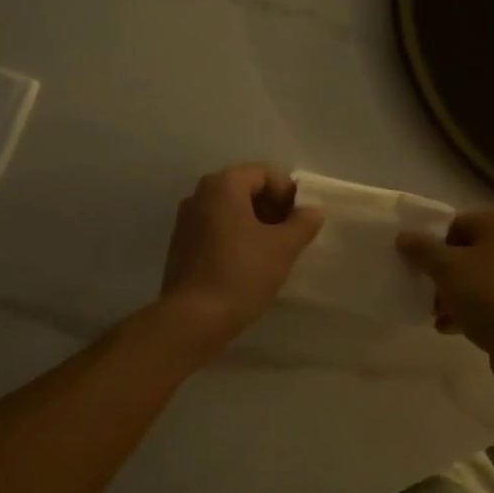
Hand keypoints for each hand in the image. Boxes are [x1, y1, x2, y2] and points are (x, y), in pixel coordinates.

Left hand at [160, 164, 322, 343]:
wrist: (194, 318)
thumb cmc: (242, 273)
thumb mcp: (283, 248)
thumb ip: (302, 223)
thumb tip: (313, 211)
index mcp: (223, 186)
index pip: (263, 174)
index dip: (287, 193)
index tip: (301, 219)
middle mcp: (200, 195)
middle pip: (244, 189)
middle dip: (271, 208)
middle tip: (291, 234)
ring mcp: (186, 220)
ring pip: (229, 211)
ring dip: (254, 223)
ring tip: (273, 251)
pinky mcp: (180, 245)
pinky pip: (215, 229)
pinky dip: (235, 237)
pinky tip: (248, 263)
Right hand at [397, 211, 493, 387]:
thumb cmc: (488, 296)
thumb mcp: (446, 268)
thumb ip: (421, 249)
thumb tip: (404, 237)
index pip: (456, 224)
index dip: (432, 243)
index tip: (416, 265)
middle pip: (464, 253)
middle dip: (440, 274)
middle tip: (423, 291)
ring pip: (474, 279)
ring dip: (450, 295)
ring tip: (433, 314)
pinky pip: (487, 301)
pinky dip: (467, 311)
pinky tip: (448, 328)